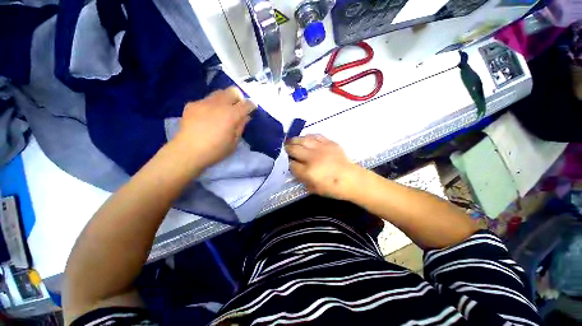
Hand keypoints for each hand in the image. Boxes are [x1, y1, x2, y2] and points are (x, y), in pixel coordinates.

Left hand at [174, 87, 254, 168]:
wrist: (187, 151)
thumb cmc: (215, 150)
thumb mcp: (234, 141)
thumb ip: (241, 126)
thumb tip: (246, 116)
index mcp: (231, 115)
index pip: (246, 104)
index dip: (251, 105)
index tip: (252, 108)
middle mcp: (218, 104)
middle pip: (232, 91)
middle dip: (238, 98)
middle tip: (238, 108)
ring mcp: (204, 102)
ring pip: (219, 93)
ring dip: (225, 100)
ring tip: (222, 111)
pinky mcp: (192, 104)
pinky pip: (206, 100)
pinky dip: (211, 105)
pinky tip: (207, 117)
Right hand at [285, 134, 360, 199]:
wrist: (352, 179)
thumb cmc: (333, 188)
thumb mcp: (314, 189)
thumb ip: (302, 180)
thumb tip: (296, 170)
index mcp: (308, 172)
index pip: (292, 165)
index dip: (289, 163)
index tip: (289, 163)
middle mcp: (312, 158)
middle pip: (294, 149)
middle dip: (287, 149)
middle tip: (285, 148)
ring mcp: (321, 148)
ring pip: (303, 140)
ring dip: (295, 140)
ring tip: (291, 141)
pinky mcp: (329, 143)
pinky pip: (316, 136)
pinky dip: (309, 136)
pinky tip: (306, 138)